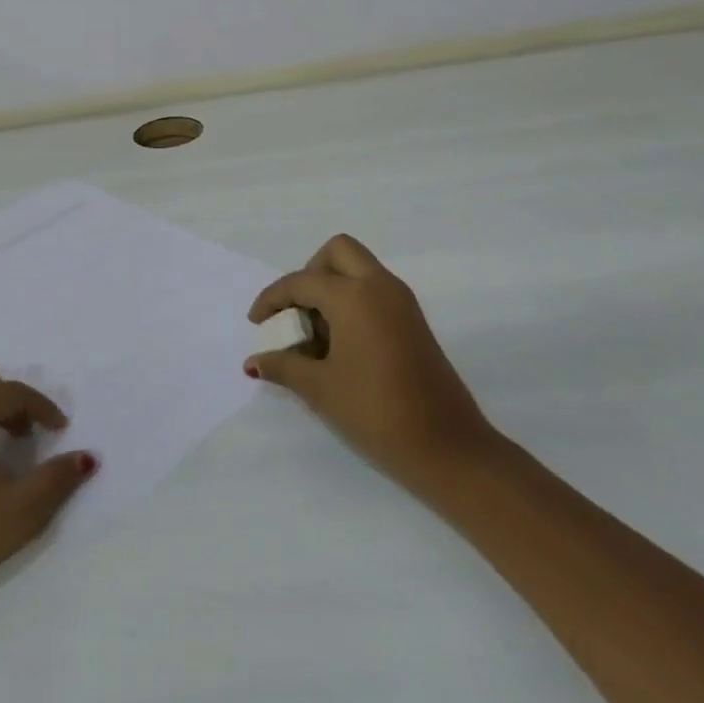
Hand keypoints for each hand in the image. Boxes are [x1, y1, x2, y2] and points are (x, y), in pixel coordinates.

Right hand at [246, 235, 497, 496]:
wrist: (449, 449)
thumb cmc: (376, 412)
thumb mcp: (319, 389)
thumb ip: (283, 366)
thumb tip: (253, 362)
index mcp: (354, 296)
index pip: (301, 282)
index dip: (272, 300)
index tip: (257, 325)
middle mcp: (380, 286)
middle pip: (337, 253)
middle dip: (309, 273)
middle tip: (296, 311)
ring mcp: (402, 303)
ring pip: (359, 270)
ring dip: (331, 288)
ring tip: (315, 336)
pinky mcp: (414, 322)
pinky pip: (374, 291)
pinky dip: (351, 302)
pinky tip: (339, 345)